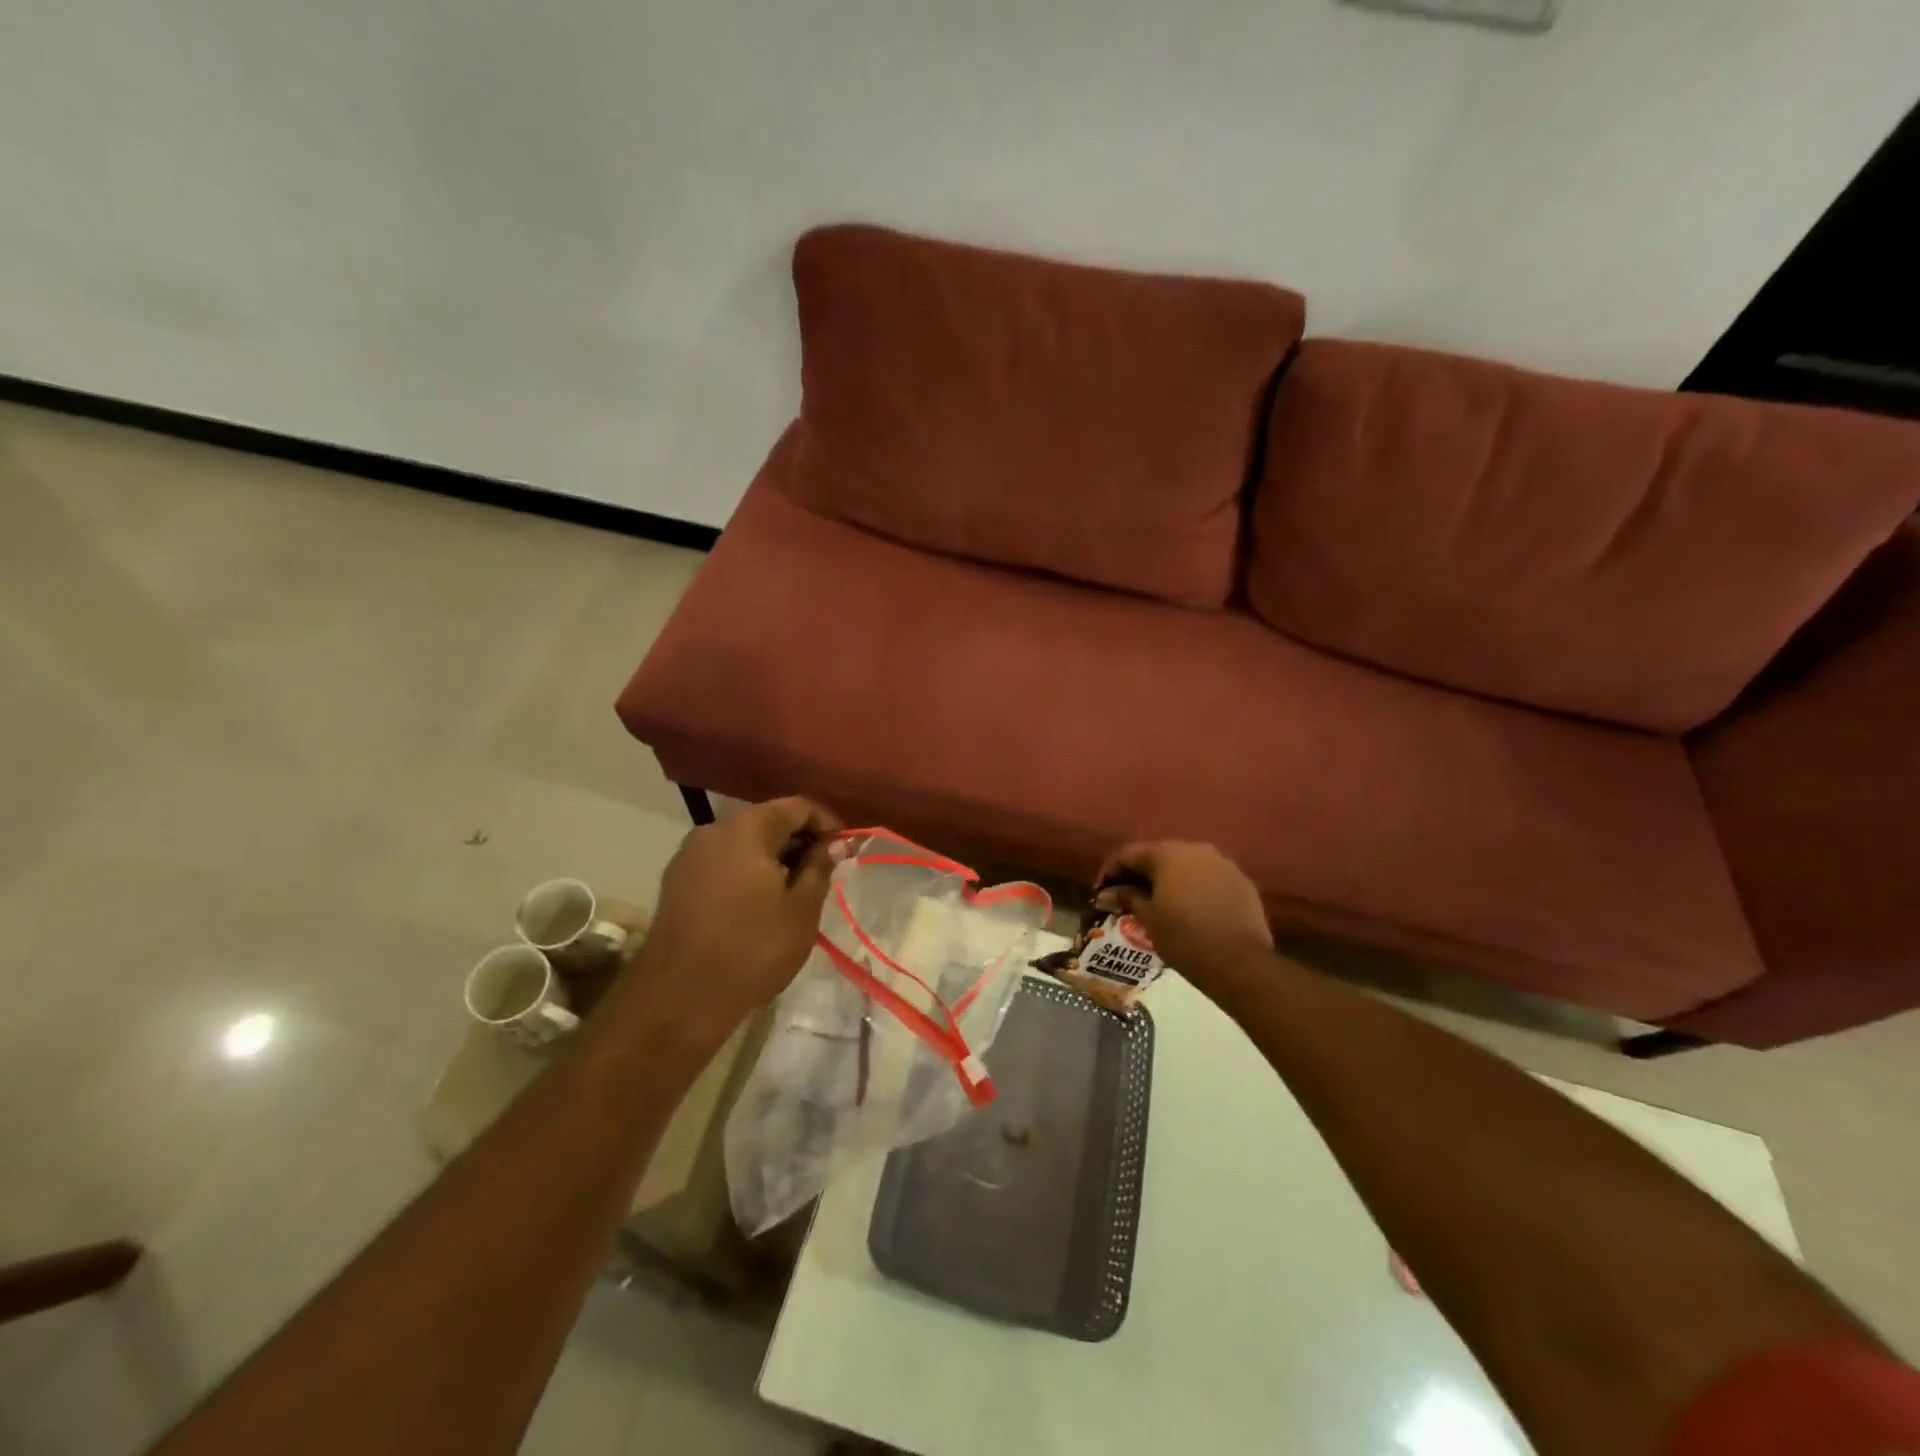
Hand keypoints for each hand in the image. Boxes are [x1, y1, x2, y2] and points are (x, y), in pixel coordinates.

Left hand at [626, 796, 842, 1043]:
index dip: (826, 823)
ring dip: (774, 859)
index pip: (797, 806)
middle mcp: (713, 831)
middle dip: (800, 841)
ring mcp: (689, 857)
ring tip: (796, 891)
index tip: (845, 850)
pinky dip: (748, 873)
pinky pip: (723, 864)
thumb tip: (834, 844)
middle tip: (825, 872)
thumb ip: (819, 868)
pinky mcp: (677, 883)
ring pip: (743, 844)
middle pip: (767, 821)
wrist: (678, 999)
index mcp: (746, 829)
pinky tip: (761, 905)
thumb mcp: (801, 910)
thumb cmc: (751, 949)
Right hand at [1093, 841, 1272, 984]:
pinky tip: (1189, 909)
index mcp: (1167, 854)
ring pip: (1186, 866)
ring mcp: (1222, 863)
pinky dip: (1194, 888)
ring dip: (1169, 880)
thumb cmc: (1184, 937)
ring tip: (1158, 904)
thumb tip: (1106, 894)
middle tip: (1127, 897)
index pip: (1129, 854)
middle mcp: (1195, 849)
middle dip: (1140, 874)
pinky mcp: (1241, 881)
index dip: (1110, 871)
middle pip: (1159, 856)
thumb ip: (1127, 898)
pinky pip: (1209, 878)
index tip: (1101, 891)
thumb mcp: (1148, 918)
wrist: (1240, 963)